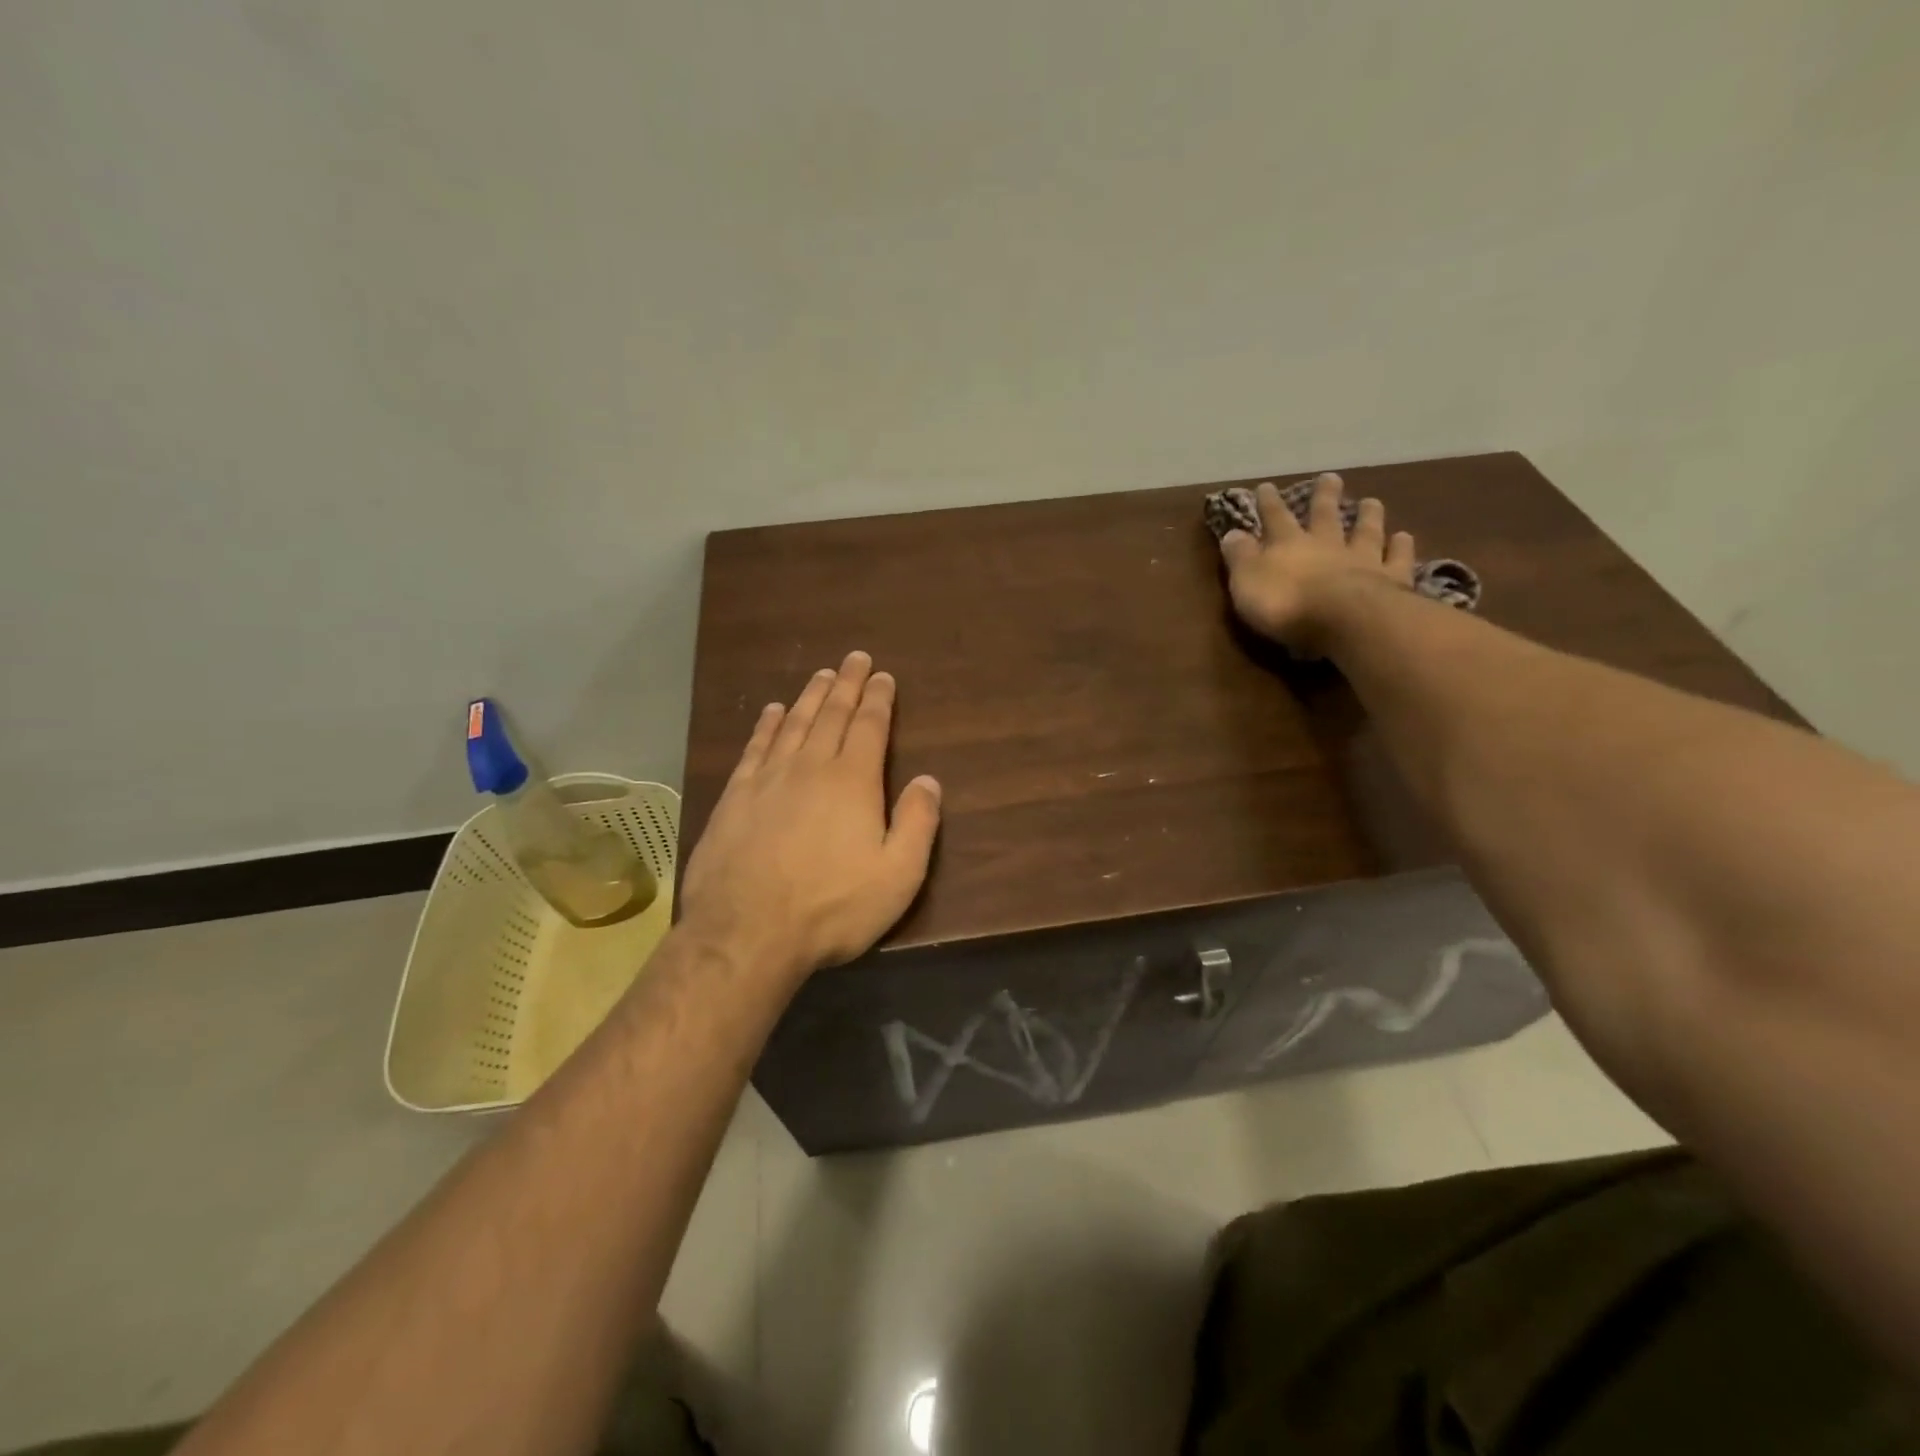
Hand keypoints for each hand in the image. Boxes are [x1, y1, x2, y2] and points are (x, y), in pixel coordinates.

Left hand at [678, 651, 941, 980]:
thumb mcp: (897, 875)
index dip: (879, 699)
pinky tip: (771, 712)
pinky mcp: (735, 797)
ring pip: (793, 724)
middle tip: (854, 659)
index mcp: (852, 781)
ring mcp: (768, 779)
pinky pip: (755, 748)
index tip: (883, 676)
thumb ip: (918, 823)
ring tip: (821, 675)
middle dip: (847, 685)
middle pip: (831, 714)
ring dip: (810, 697)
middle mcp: (810, 767)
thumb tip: (929, 780)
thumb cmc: (831, 907)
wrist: (746, 933)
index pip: (870, 727)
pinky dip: (766, 725)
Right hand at [1218, 473, 1415, 656]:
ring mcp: (1363, 559)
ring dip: (1368, 515)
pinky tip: (1404, 537)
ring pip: (1365, 531)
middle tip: (1330, 477)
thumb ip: (1240, 557)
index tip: (1266, 486)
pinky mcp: (1391, 579)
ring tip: (1371, 501)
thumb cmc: (1286, 604)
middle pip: (1325, 516)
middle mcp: (1327, 544)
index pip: (1275, 518)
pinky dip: (1401, 547)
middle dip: (1324, 496)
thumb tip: (1232, 533)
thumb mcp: (1247, 581)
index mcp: (1288, 545)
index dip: (1268, 503)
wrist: (1344, 620)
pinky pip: (1397, 559)